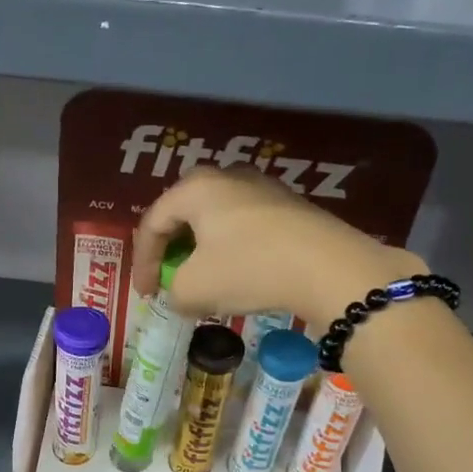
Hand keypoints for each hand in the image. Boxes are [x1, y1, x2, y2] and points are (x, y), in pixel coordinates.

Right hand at [133, 167, 425, 328]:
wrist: (329, 267)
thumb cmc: (249, 269)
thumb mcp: (195, 289)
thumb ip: (174, 291)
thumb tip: (180, 294)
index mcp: (195, 188)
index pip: (153, 223)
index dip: (142, 262)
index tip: (145, 294)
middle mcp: (227, 177)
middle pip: (184, 214)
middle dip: (171, 251)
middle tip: (168, 280)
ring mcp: (263, 188)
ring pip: (216, 220)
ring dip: (202, 252)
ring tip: (202, 281)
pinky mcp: (290, 207)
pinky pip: (245, 226)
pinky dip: (231, 251)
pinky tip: (239, 275)